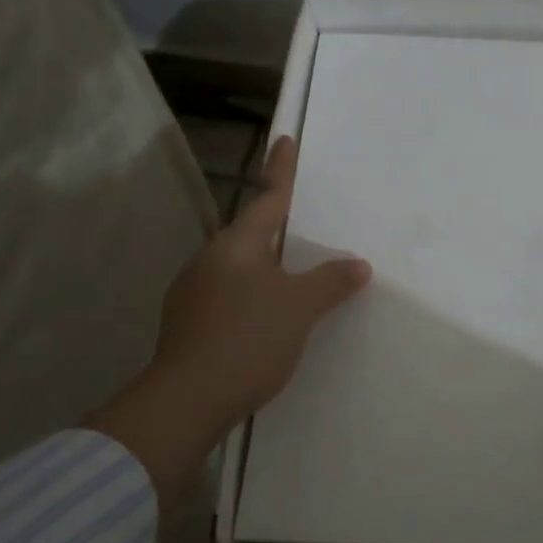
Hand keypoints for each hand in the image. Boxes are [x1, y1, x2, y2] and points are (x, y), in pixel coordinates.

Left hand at [90, 135, 371, 491]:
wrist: (185, 403)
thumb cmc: (247, 340)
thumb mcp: (299, 308)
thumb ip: (330, 282)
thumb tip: (358, 265)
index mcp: (236, 247)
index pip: (266, 199)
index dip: (280, 170)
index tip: (284, 139)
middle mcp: (209, 261)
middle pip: (250, 235)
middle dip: (274, 227)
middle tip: (300, 224)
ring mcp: (192, 293)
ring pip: (238, 268)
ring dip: (263, 268)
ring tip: (290, 279)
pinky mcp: (187, 325)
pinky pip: (228, 296)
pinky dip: (251, 297)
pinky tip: (264, 320)